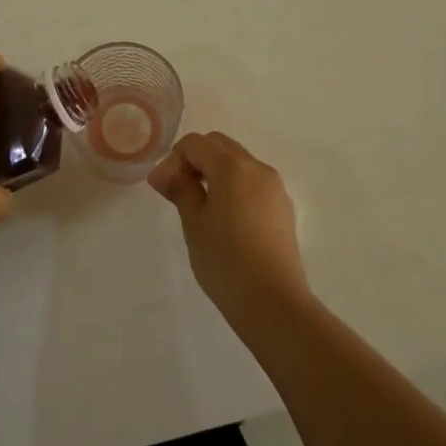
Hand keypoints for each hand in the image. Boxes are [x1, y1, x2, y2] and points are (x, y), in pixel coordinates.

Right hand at [148, 131, 311, 330]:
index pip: (196, 143)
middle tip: (177, 191)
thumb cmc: (225, 260)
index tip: (162, 188)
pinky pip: (253, 184)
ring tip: (199, 206)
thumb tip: (164, 174)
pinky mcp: (283, 209)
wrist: (273, 302)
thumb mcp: (194, 223)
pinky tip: (225, 220)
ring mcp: (275, 188)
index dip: (173, 160)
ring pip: (239, 164)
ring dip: (215, 173)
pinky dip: (234, 188)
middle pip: (220, 146)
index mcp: (233, 166)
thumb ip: (180, 190)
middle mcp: (258, 168)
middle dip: (195, 160)